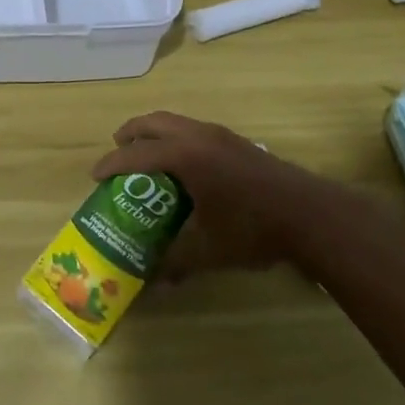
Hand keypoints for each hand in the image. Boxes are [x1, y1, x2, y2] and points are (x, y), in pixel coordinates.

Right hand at [90, 111, 321, 277]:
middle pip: (155, 122)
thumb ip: (176, 261)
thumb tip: (152, 282)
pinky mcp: (237, 141)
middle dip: (131, 133)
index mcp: (185, 156)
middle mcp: (199, 136)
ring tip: (148, 157)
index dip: (112, 163)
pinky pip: (194, 130)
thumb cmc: (252, 229)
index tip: (95, 175)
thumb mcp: (209, 250)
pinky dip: (177, 138)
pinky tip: (184, 166)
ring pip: (177, 122)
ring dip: (156, 134)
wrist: (308, 214)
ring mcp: (221, 135)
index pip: (137, 154)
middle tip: (118, 150)